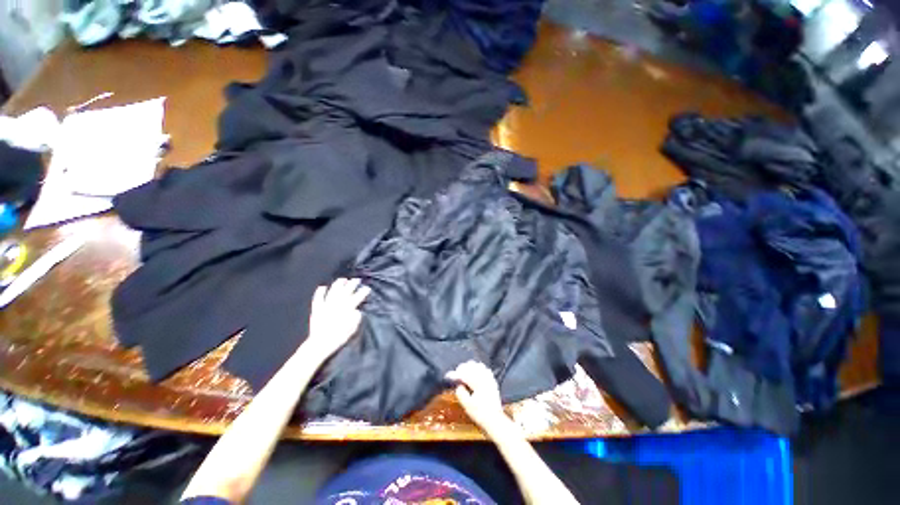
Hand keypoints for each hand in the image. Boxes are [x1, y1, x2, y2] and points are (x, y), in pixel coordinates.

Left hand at [302, 278, 370, 361]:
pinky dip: (320, 292)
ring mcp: (326, 305)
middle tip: (357, 280)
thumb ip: (356, 318)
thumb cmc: (339, 337)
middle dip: (352, 284)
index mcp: (347, 308)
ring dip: (338, 284)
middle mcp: (337, 304)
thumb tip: (357, 311)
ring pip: (333, 291)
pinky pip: (318, 298)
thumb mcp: (352, 329)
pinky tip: (322, 287)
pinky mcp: (317, 309)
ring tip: (342, 279)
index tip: (367, 288)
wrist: (320, 343)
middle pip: (346, 291)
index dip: (363, 292)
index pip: (357, 297)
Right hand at [446, 361, 509, 433]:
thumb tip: (458, 384)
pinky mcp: (492, 380)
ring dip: (469, 367)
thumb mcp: (467, 405)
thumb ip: (461, 393)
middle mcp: (484, 377)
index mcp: (478, 383)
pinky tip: (473, 372)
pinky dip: (477, 368)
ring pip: (477, 365)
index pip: (464, 374)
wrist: (495, 419)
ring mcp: (489, 378)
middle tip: (455, 375)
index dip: (455, 374)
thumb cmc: (480, 413)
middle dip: (461, 369)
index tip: (448, 376)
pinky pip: (484, 368)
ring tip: (463, 372)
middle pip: (470, 366)